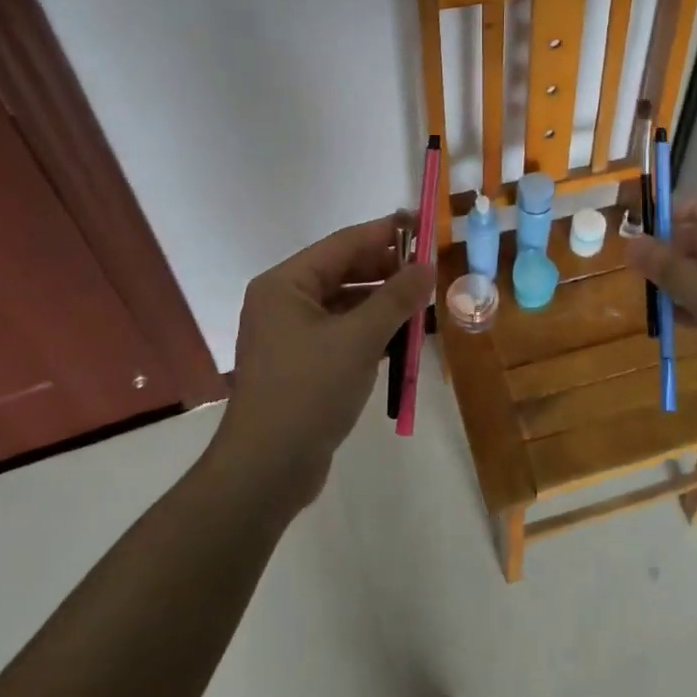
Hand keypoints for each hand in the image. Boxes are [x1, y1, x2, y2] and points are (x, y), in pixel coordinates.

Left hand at [212, 214, 433, 508]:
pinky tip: (403, 335)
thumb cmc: (309, 391)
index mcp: (286, 284)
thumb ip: (396, 298)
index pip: (344, 244)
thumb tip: (428, 266)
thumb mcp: (359, 339)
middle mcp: (284, 301)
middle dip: (387, 269)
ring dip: (383, 302)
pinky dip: (371, 330)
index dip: (385, 233)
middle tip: (431, 267)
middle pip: (343, 271)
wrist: (265, 471)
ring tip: (424, 300)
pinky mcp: (301, 363)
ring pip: (345, 304)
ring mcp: (290, 334)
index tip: (422, 225)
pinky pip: (342, 332)